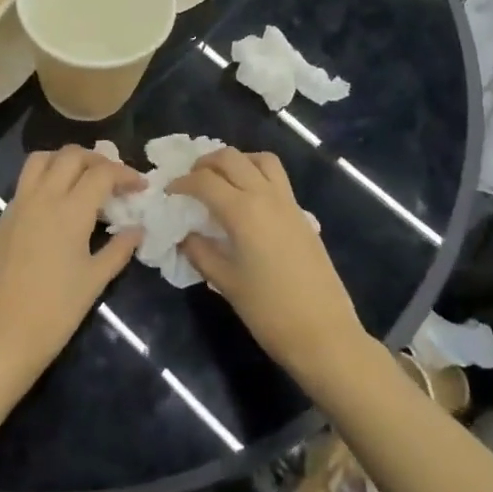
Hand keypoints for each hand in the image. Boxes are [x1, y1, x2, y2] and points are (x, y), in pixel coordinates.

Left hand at [0, 146, 143, 389]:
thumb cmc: (54, 311)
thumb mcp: (94, 280)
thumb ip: (119, 249)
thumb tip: (137, 230)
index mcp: (70, 209)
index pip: (102, 173)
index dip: (125, 173)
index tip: (140, 186)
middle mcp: (42, 197)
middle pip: (71, 155)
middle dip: (96, 159)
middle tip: (112, 179)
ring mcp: (17, 206)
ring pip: (40, 160)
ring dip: (64, 160)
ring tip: (81, 180)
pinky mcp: (1, 220)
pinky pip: (24, 184)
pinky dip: (44, 181)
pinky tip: (54, 208)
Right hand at [169, 149, 367, 383]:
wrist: (323, 333)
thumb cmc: (268, 311)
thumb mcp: (225, 282)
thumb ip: (200, 252)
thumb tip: (185, 235)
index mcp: (243, 211)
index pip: (205, 181)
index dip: (182, 182)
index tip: (169, 192)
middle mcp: (266, 196)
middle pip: (231, 158)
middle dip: (206, 163)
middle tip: (191, 181)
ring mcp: (288, 203)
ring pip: (260, 159)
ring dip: (237, 161)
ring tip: (222, 180)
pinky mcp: (302, 214)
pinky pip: (277, 177)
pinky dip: (257, 173)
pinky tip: (248, 200)